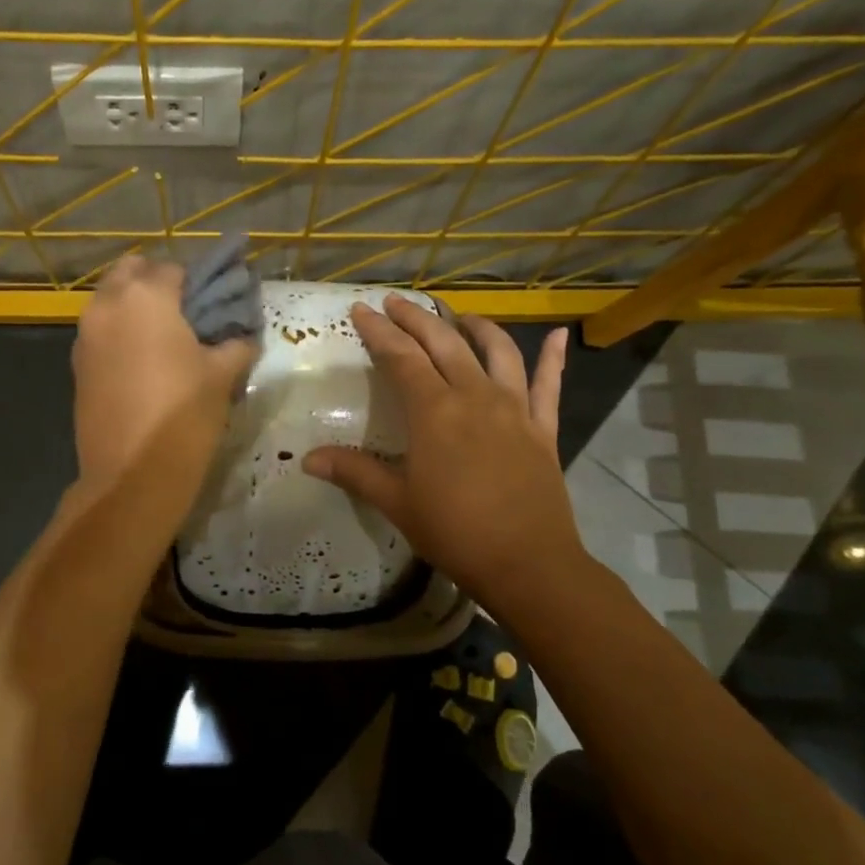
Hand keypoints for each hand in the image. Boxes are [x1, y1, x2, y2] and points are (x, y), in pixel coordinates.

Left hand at [72, 254, 255, 489]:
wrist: (132, 476)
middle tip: (185, 314)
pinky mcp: (76, 366)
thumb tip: (243, 337)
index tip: (213, 307)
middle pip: (130, 272)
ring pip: (109, 302)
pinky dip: (119, 334)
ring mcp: (85, 336)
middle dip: (156, 283)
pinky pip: (100, 333)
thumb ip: (235, 345)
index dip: (196, 285)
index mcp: (145, 296)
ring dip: (134, 307)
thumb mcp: (222, 376)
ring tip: (165, 341)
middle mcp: (107, 305)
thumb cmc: (183, 416)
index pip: (173, 269)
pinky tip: (143, 365)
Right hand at [303, 296, 583, 611]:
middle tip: (396, 302)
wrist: (527, 563)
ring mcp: (514, 409)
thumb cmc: (454, 531)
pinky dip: (552, 359)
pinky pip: (549, 385)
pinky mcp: (543, 428)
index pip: (401, 358)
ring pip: (496, 352)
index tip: (361, 310)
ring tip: (459, 317)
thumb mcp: (396, 503)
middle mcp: (475, 396)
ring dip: (475, 327)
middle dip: (416, 318)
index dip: (379, 332)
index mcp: (434, 411)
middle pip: (444, 343)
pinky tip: (557, 337)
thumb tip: (308, 459)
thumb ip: (354, 472)